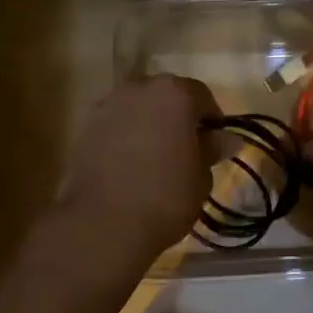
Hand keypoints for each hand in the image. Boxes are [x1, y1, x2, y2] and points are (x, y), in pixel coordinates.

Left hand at [58, 75, 220, 255]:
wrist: (103, 223)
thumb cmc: (166, 196)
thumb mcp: (201, 176)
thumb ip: (212, 149)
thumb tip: (227, 138)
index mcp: (175, 93)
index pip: (201, 95)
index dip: (211, 119)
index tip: (213, 144)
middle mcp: (139, 88)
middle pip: (166, 95)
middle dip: (177, 116)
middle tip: (185, 149)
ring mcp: (108, 105)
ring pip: (138, 108)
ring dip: (149, 124)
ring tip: (155, 158)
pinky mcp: (85, 127)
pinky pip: (115, 125)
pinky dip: (125, 136)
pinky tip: (130, 164)